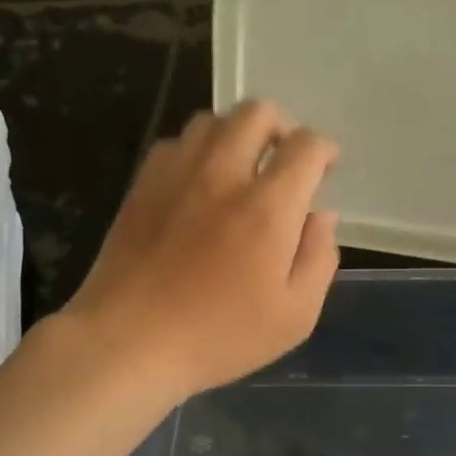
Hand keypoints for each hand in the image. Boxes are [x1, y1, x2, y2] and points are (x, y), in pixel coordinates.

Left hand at [61, 101, 339, 398]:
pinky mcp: (142, 185)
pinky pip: (175, 143)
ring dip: (237, 133)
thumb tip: (320, 215)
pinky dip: (197, 150)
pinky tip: (198, 182)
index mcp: (267, 208)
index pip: (306, 146)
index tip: (326, 167)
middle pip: (257, 112)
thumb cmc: (219, 336)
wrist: (128, 342)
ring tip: (242, 166)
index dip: (325, 149)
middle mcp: (223, 175)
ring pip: (213, 120)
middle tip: (285, 158)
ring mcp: (177, 175)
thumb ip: (319, 257)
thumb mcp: (294, 315)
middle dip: (282, 126)